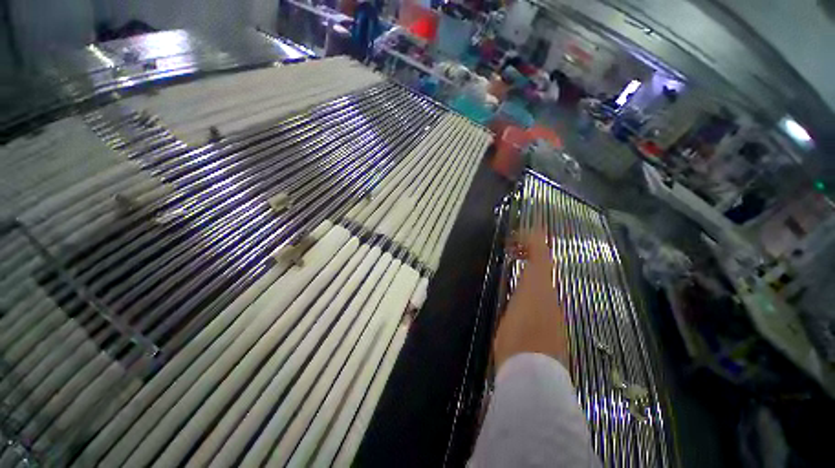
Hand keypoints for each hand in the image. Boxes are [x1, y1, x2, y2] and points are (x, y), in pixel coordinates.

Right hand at [494, 226, 570, 370]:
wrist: (534, 375)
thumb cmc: (515, 339)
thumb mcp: (509, 311)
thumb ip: (514, 291)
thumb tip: (514, 278)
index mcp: (538, 289)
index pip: (542, 257)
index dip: (535, 240)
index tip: (523, 230)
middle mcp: (550, 295)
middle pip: (546, 266)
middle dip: (533, 250)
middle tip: (514, 246)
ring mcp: (554, 309)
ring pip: (545, 278)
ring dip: (532, 265)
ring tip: (516, 260)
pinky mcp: (553, 322)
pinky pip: (544, 292)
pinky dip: (534, 281)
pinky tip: (522, 286)